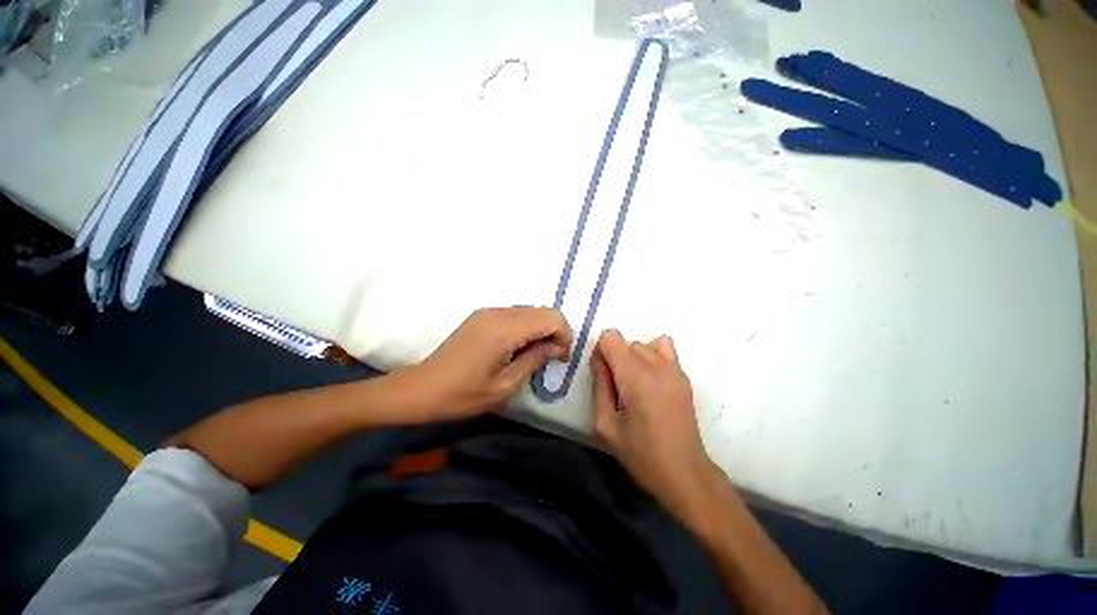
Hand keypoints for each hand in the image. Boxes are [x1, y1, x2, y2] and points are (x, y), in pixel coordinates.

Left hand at [403, 307, 571, 420]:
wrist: (423, 388)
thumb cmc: (463, 394)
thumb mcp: (505, 385)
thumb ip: (535, 360)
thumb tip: (558, 347)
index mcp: (504, 330)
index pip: (550, 318)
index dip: (564, 334)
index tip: (561, 357)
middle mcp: (498, 313)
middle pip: (542, 310)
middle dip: (555, 331)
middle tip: (552, 356)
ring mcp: (488, 311)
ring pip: (530, 310)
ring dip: (541, 328)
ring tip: (536, 353)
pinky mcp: (482, 315)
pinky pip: (515, 313)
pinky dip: (526, 326)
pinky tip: (518, 346)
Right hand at [592, 329, 718, 520]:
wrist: (685, 473)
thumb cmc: (641, 454)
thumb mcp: (605, 424)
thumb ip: (598, 385)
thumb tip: (599, 359)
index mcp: (634, 377)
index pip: (610, 337)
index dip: (601, 352)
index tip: (602, 375)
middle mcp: (656, 366)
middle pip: (626, 342)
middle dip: (615, 358)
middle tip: (617, 388)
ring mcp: (674, 369)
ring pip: (643, 345)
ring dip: (633, 358)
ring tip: (636, 386)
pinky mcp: (683, 376)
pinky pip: (663, 348)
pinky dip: (652, 355)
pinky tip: (651, 380)